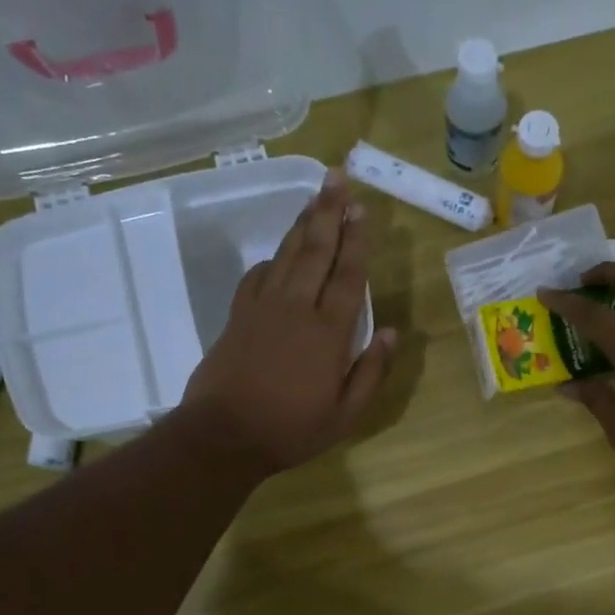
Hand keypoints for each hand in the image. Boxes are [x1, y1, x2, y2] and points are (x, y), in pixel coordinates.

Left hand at [173, 171, 395, 477]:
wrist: (223, 436)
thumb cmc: (291, 429)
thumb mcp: (346, 414)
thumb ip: (371, 372)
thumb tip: (391, 333)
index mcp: (328, 332)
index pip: (348, 276)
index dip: (357, 241)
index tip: (362, 209)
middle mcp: (296, 309)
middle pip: (315, 251)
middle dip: (329, 213)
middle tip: (337, 178)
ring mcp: (262, 309)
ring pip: (286, 255)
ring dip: (303, 225)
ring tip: (315, 198)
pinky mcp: (237, 316)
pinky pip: (257, 276)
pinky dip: (273, 259)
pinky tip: (280, 252)